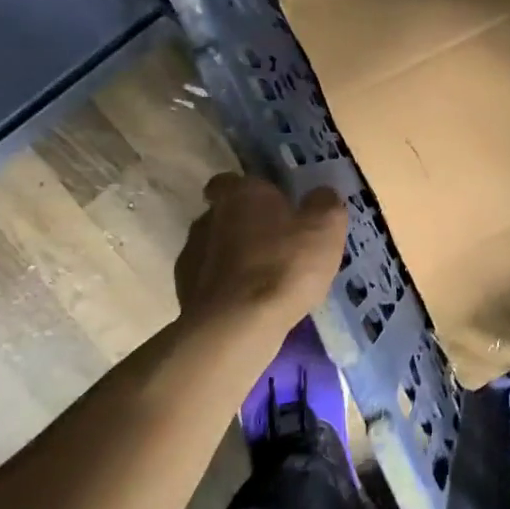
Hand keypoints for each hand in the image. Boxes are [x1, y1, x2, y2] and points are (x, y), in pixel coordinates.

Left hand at [174, 174, 347, 341]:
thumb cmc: (284, 265)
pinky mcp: (184, 295)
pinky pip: (209, 284)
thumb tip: (321, 194)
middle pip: (223, 215)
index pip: (229, 181)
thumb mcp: (325, 227)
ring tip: (264, 280)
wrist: (236, 328)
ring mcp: (191, 258)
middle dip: (244, 226)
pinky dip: (226, 290)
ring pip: (214, 250)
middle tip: (275, 244)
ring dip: (234, 260)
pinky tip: (249, 305)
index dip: (247, 191)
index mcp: (240, 194)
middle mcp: (207, 218)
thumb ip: (325, 203)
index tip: (267, 204)